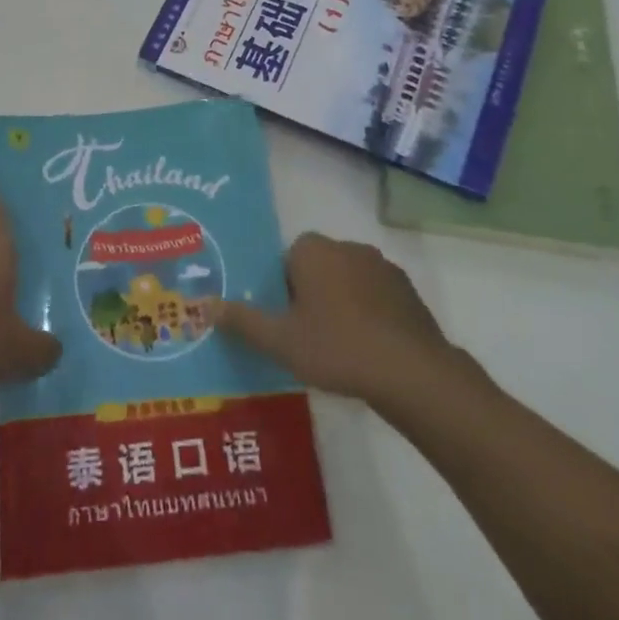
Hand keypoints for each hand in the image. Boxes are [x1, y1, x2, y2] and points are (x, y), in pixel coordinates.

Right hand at [210, 232, 456, 406]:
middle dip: (310, 295)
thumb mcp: (281, 341)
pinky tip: (368, 349)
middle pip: (316, 267)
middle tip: (306, 336)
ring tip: (338, 347)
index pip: (286, 259)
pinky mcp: (408, 291)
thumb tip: (206, 305)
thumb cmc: (337, 348)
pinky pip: (376, 296)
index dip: (281, 290)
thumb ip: (243, 321)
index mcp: (313, 250)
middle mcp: (347, 246)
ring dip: (341, 303)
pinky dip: (369, 314)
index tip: (285, 321)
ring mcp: (383, 267)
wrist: (412, 373)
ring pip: (347, 280)